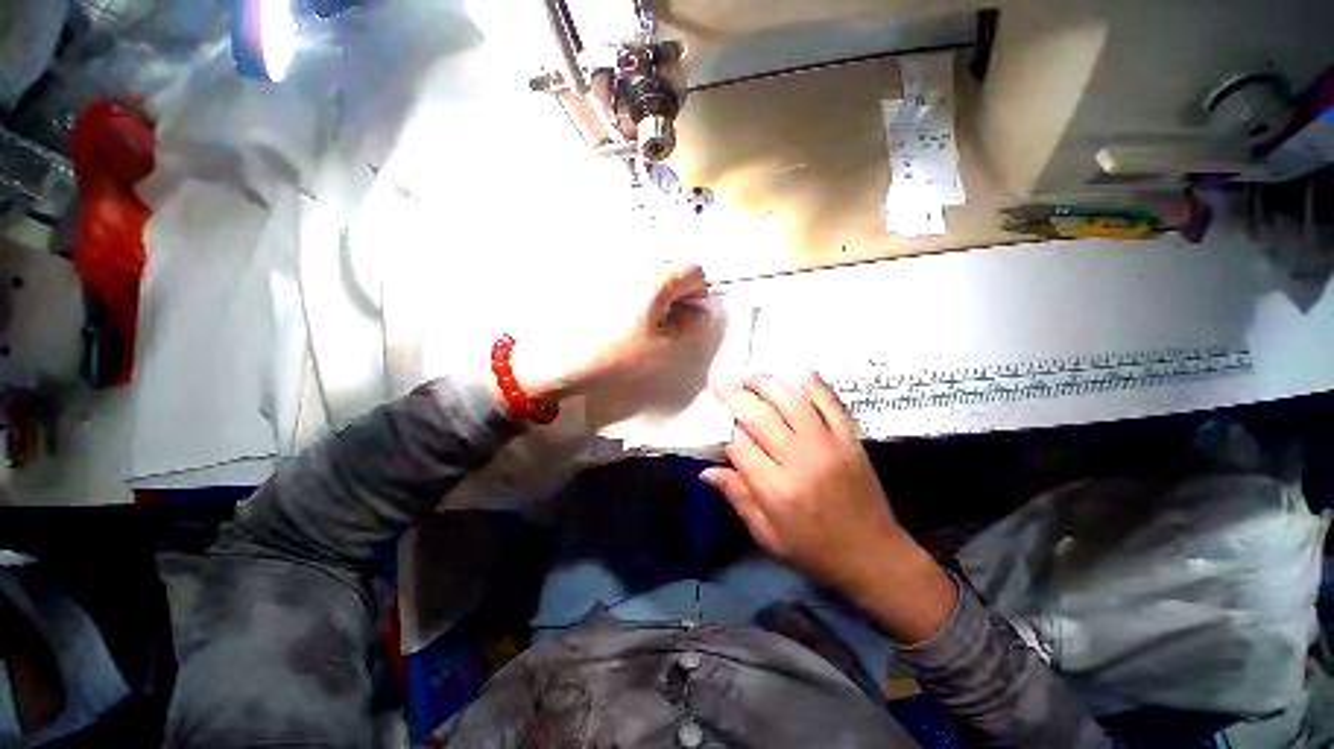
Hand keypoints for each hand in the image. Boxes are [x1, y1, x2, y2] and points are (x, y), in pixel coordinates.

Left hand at [501, 263, 710, 406]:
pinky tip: (622, 318)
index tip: (690, 315)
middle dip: (678, 293)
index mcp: (657, 278)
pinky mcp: (594, 278)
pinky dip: (634, 295)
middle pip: (671, 270)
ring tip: (644, 323)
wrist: (557, 359)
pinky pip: (627, 280)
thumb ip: (689, 327)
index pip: (694, 271)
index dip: (699, 292)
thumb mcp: (663, 347)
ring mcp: (613, 268)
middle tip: (669, 322)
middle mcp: (636, 264)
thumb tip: (701, 314)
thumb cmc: (617, 355)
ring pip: (648, 275)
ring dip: (656, 295)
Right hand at [702, 371, 956, 642]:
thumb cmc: (813, 549)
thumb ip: (737, 497)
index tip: (715, 417)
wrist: (873, 554)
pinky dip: (815, 383)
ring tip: (750, 375)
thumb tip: (706, 470)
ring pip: (792, 402)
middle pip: (760, 417)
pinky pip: (831, 403)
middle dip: (736, 396)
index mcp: (775, 489)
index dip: (724, 428)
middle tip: (721, 383)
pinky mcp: (850, 439)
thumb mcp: (767, 535)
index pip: (739, 445)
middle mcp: (799, 461)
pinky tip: (798, 370)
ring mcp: (828, 445)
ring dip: (767, 383)